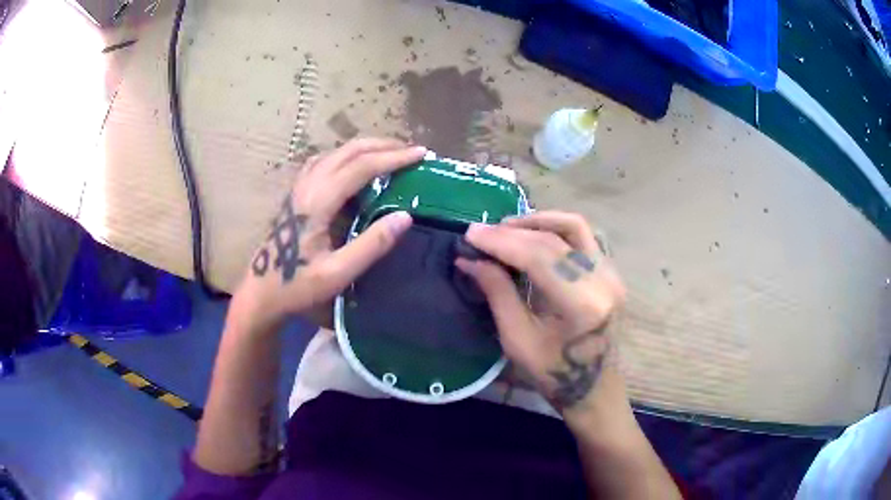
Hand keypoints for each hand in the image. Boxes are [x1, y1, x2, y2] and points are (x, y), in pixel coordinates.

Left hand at [230, 138, 426, 332]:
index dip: (393, 158)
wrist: (261, 293)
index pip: (361, 167)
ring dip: (365, 148)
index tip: (421, 155)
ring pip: (335, 152)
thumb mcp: (337, 274)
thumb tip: (405, 216)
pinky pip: (323, 162)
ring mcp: (298, 187)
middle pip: (348, 151)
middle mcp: (307, 186)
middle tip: (411, 151)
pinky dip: (346, 156)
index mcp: (317, 202)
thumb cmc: (297, 286)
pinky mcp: (295, 194)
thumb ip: (371, 245)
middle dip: (382, 145)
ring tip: (389, 154)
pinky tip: (354, 167)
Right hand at [457, 211, 625, 413]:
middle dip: (513, 232)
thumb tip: (469, 260)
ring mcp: (612, 273)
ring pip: (574, 227)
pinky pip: (583, 237)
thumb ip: (497, 293)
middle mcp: (603, 280)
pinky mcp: (611, 272)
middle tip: (482, 233)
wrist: (594, 389)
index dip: (501, 242)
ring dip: (538, 222)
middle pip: (554, 238)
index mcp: (582, 304)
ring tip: (506, 229)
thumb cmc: (554, 374)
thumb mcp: (518, 340)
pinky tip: (533, 236)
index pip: (539, 256)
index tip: (470, 234)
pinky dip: (555, 230)